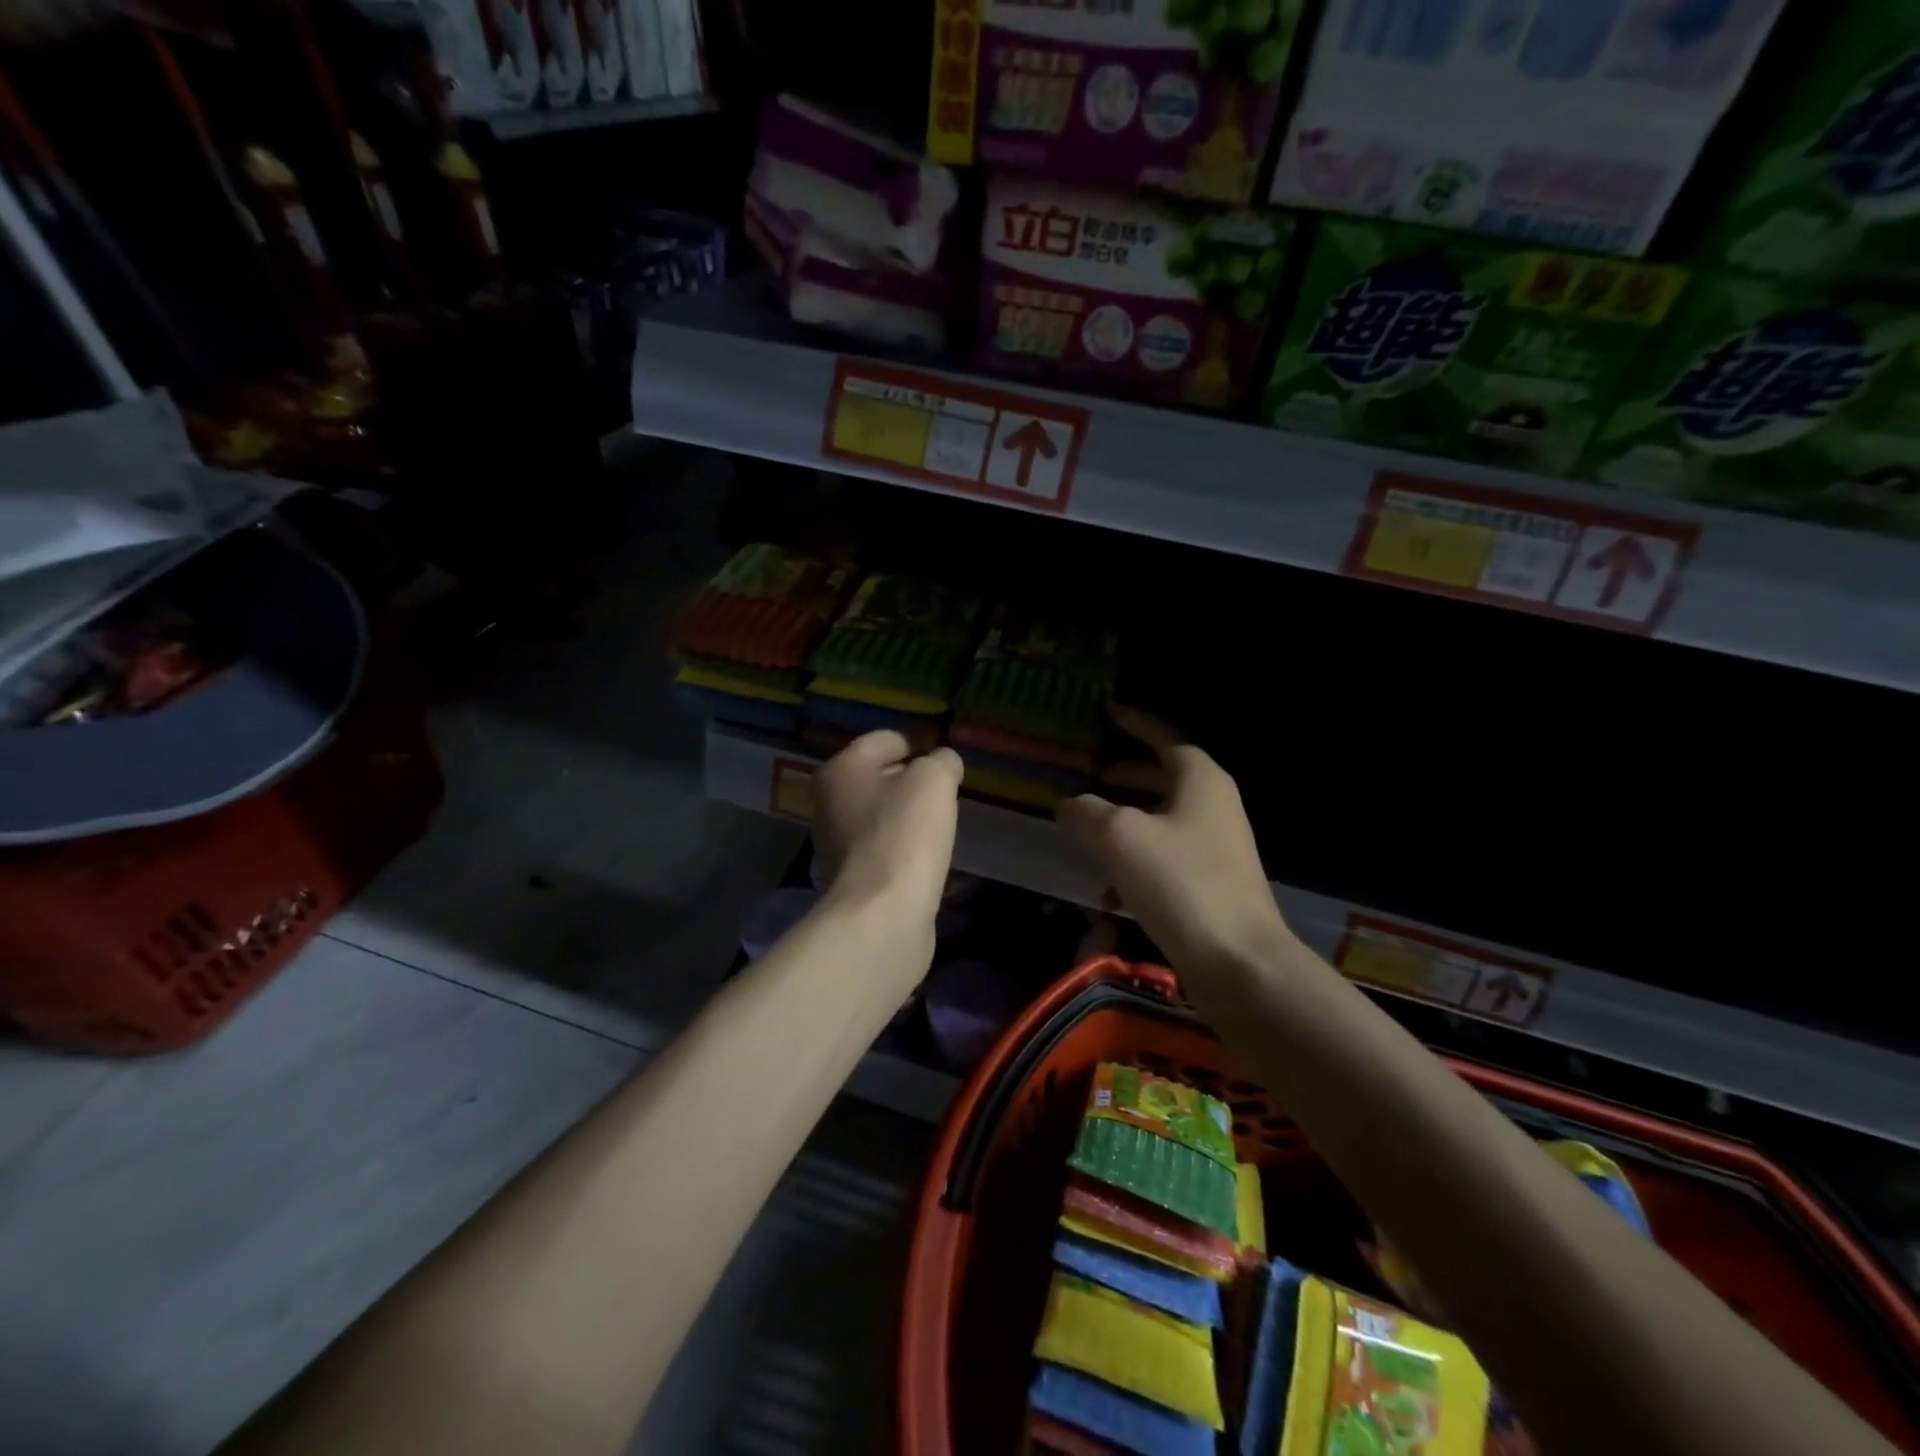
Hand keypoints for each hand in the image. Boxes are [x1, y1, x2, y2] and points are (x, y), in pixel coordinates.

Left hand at [814, 731, 962, 929]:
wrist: (883, 912)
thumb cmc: (904, 832)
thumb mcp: (934, 780)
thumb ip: (942, 761)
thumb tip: (944, 763)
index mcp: (840, 769)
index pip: (886, 739)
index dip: (921, 740)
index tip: (949, 754)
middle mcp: (830, 802)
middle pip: (881, 777)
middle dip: (915, 778)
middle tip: (949, 788)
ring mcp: (838, 843)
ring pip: (883, 814)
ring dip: (911, 814)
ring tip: (943, 821)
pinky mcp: (853, 877)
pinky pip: (886, 847)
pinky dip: (907, 845)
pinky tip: (929, 854)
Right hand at [1058, 707, 1289, 978]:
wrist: (1237, 960)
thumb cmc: (1180, 882)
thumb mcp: (1120, 836)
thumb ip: (1088, 811)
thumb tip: (1070, 804)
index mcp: (1200, 780)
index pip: (1164, 737)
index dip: (1135, 723)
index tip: (1108, 712)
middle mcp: (1214, 806)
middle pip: (1165, 778)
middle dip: (1128, 775)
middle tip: (1094, 773)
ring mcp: (1218, 847)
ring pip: (1163, 820)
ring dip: (1128, 821)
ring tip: (1091, 830)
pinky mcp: (1213, 884)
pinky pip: (1168, 859)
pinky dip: (1137, 863)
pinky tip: (1109, 892)